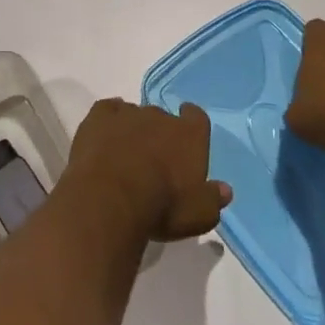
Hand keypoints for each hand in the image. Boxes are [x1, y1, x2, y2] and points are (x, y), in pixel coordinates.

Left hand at [62, 99, 230, 242]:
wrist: (110, 198)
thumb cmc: (162, 207)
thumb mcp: (199, 215)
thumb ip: (213, 199)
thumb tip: (224, 189)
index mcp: (189, 135)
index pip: (197, 118)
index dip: (192, 122)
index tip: (189, 132)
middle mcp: (160, 116)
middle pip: (163, 118)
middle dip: (160, 134)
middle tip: (154, 159)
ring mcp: (128, 113)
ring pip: (135, 114)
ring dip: (133, 129)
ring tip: (126, 153)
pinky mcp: (99, 116)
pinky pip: (108, 110)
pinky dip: (109, 119)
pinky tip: (107, 132)